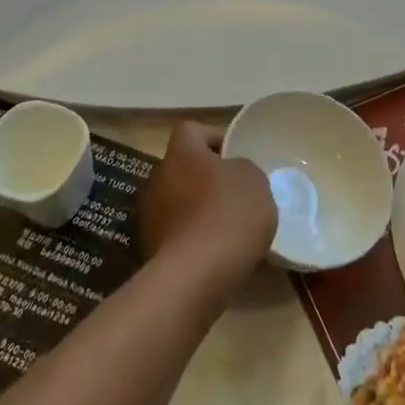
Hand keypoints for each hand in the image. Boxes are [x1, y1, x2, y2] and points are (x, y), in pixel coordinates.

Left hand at [139, 122, 276, 311]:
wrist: (197, 275)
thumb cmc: (229, 213)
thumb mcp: (254, 179)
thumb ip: (241, 168)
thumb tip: (230, 175)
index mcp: (182, 153)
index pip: (191, 130)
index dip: (214, 137)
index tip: (236, 154)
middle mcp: (158, 177)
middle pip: (183, 167)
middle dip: (207, 176)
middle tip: (235, 191)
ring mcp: (150, 215)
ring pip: (178, 200)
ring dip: (198, 207)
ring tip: (229, 225)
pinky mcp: (150, 248)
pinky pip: (177, 232)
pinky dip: (193, 236)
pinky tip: (216, 251)